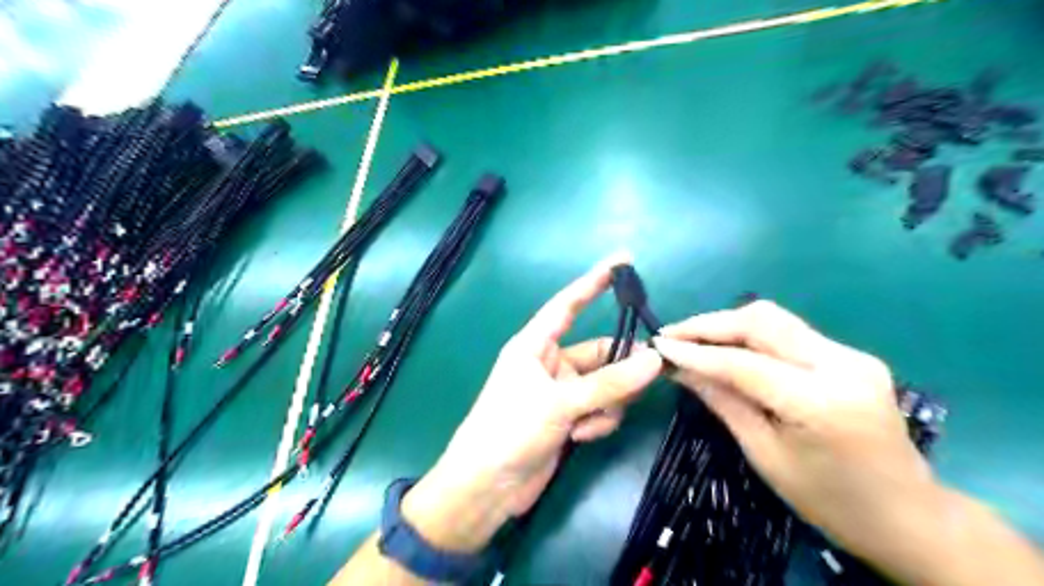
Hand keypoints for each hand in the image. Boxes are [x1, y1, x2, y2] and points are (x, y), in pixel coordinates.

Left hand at [402, 256, 658, 553]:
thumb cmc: (511, 430)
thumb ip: (609, 383)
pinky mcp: (568, 418)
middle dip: (621, 366)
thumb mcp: (561, 403)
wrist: (488, 487)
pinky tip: (581, 438)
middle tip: (650, 373)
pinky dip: (599, 421)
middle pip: (599, 352)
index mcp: (535, 345)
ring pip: (605, 384)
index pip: (567, 305)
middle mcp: (549, 363)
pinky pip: (600, 409)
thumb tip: (655, 360)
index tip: (621, 261)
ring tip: (592, 422)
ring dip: (609, 402)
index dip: (593, 282)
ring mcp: (561, 392)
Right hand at [650, 303, 938, 562]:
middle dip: (709, 324)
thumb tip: (679, 368)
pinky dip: (751, 336)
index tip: (658, 346)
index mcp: (822, 402)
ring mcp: (852, 355)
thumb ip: (723, 401)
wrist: (908, 515)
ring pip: (775, 319)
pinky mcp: (851, 355)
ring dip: (728, 325)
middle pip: (762, 320)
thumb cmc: (829, 500)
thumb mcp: (765, 455)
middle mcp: (842, 365)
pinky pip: (789, 333)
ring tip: (691, 339)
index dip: (696, 351)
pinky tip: (728, 349)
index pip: (744, 362)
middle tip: (671, 336)